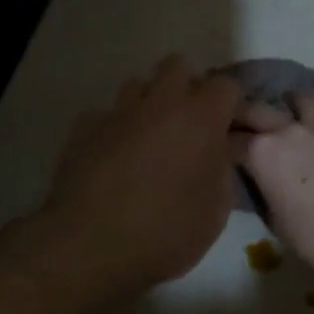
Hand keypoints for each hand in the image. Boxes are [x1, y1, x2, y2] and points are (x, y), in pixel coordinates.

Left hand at [43, 56, 241, 289]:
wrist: (91, 247)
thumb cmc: (167, 231)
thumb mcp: (216, 209)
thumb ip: (224, 168)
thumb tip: (222, 147)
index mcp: (201, 118)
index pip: (226, 84)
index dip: (229, 103)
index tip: (227, 128)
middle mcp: (160, 103)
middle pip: (177, 66)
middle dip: (186, 86)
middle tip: (188, 124)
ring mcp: (118, 113)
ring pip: (138, 86)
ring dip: (148, 104)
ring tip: (149, 139)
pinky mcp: (83, 129)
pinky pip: (106, 115)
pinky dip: (115, 129)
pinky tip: (113, 158)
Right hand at [231, 95, 313, 275]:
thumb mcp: (274, 219)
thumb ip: (262, 192)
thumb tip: (259, 183)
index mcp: (260, 152)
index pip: (229, 141)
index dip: (219, 145)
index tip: (215, 150)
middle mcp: (285, 130)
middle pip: (254, 110)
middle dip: (241, 114)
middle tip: (235, 122)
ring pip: (297, 100)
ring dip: (286, 103)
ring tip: (285, 110)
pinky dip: (313, 118)